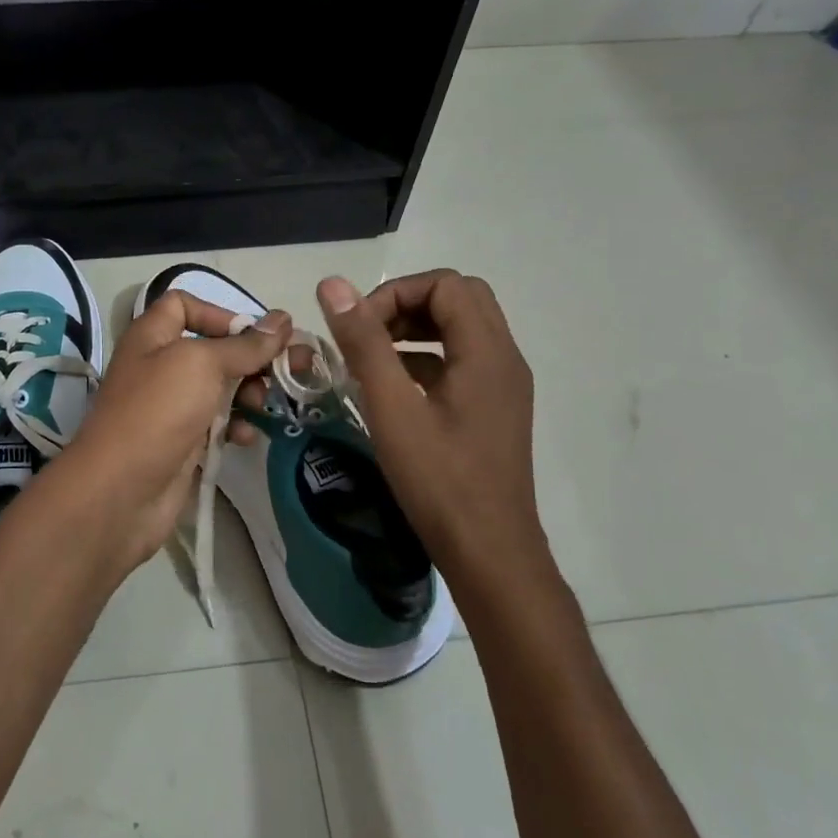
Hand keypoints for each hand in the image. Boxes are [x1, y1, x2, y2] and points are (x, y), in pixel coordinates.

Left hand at [44, 292, 290, 573]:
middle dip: (252, 357)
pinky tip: (247, 437)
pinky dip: (236, 426)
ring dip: (250, 393)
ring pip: (220, 388)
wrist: (121, 491)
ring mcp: (171, 407)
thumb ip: (245, 344)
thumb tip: (283, 319)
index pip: (183, 305)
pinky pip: (217, 425)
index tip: (253, 333)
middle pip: (213, 349)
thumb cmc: (158, 411)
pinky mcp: (183, 443)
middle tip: (292, 369)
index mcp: (152, 336)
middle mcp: (160, 366)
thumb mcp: (202, 365)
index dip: (219, 312)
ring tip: (265, 405)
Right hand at [317, 270, 548, 578]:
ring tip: (373, 358)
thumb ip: (363, 342)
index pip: (446, 284)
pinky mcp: (495, 409)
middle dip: (407, 305)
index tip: (359, 328)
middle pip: (459, 299)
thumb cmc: (439, 480)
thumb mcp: (391, 407)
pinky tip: (393, 389)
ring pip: (462, 329)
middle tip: (368, 334)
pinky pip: (462, 361)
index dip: (396, 294)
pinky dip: (427, 358)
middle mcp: (504, 358)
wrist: (489, 553)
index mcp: (487, 351)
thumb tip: (333, 284)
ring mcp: (504, 385)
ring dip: (417, 330)